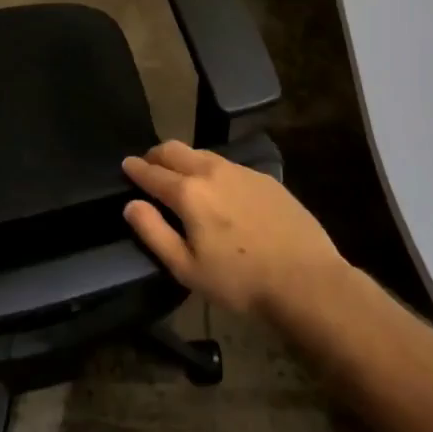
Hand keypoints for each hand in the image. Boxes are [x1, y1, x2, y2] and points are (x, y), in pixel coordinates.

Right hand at [123, 141, 343, 317]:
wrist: (306, 280)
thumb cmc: (240, 281)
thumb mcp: (187, 268)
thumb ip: (153, 232)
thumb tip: (130, 205)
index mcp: (188, 193)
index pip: (152, 172)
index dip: (135, 168)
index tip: (126, 164)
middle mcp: (211, 171)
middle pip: (175, 150)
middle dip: (157, 155)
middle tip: (149, 165)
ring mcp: (241, 171)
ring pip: (202, 154)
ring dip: (185, 159)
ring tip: (181, 175)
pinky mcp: (264, 178)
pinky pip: (228, 165)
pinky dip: (212, 169)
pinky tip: (219, 188)